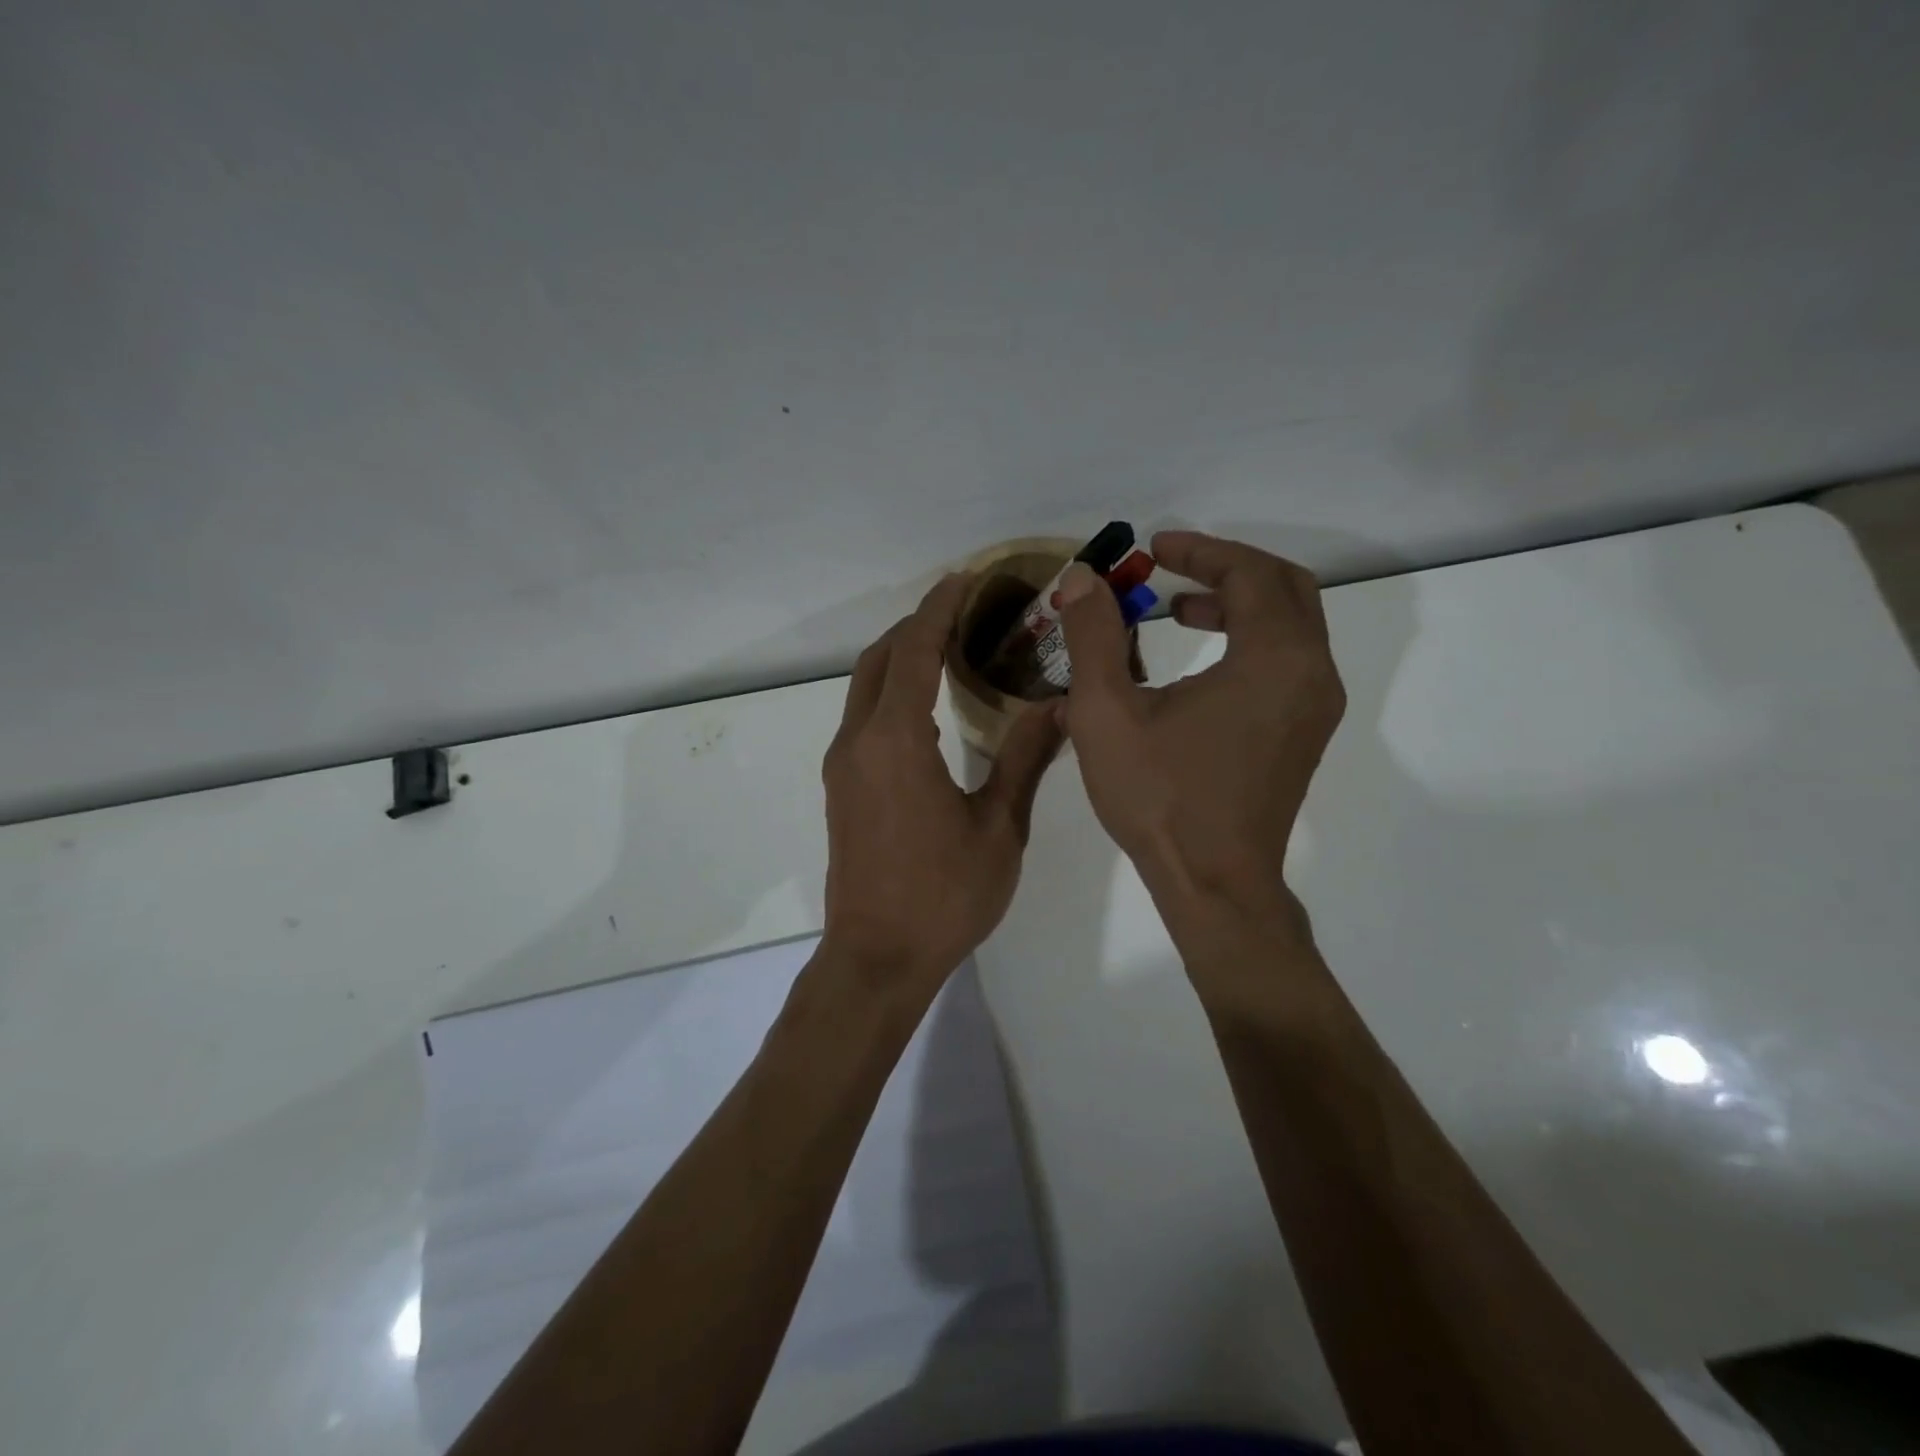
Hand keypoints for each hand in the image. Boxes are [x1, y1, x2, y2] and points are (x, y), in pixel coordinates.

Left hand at [822, 574, 1063, 997]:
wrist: (877, 958)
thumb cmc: (944, 895)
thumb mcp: (999, 827)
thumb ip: (1026, 758)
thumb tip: (1058, 704)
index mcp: (896, 740)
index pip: (915, 651)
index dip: (939, 609)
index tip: (965, 579)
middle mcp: (858, 740)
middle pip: (879, 659)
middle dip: (915, 625)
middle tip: (961, 608)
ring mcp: (843, 765)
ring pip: (863, 686)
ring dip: (899, 656)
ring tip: (947, 645)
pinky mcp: (841, 787)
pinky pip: (862, 716)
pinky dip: (889, 690)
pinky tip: (926, 705)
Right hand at [1056, 531, 1344, 943]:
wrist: (1214, 884)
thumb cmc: (1161, 798)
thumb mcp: (1107, 713)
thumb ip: (1094, 636)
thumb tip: (1080, 579)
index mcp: (1275, 658)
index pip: (1249, 572)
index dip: (1199, 550)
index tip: (1152, 547)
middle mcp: (1311, 673)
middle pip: (1284, 588)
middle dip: (1226, 568)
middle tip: (1171, 568)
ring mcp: (1315, 707)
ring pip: (1291, 625)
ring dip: (1239, 604)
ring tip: (1178, 609)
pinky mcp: (1304, 734)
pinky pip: (1288, 661)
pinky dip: (1249, 640)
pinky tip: (1200, 663)